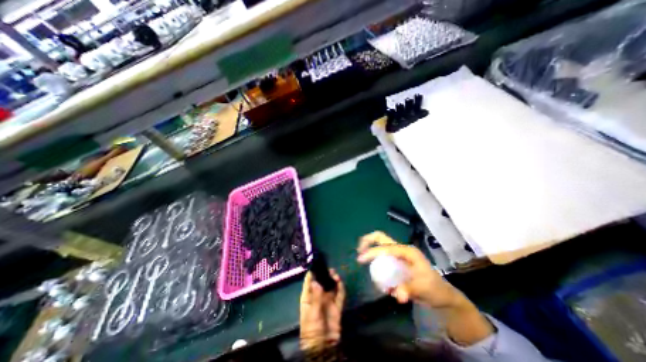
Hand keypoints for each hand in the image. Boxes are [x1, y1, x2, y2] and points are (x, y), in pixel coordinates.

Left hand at [300, 269, 344, 350]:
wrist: (324, 348)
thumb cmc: (312, 330)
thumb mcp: (313, 314)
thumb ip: (316, 297)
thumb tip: (316, 281)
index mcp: (308, 298)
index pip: (309, 282)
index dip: (313, 273)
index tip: (317, 263)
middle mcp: (318, 297)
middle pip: (322, 282)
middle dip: (325, 275)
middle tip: (330, 270)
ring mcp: (328, 301)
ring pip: (331, 287)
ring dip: (333, 280)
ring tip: (335, 275)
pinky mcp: (336, 306)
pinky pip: (339, 295)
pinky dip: (340, 288)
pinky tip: (340, 283)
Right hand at [355, 232, 455, 307]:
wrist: (443, 296)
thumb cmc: (435, 289)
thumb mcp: (423, 289)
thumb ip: (409, 290)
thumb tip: (397, 295)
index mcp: (407, 251)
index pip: (385, 247)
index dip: (372, 251)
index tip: (360, 259)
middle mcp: (401, 250)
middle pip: (381, 238)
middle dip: (368, 240)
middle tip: (359, 251)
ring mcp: (399, 255)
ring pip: (380, 246)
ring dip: (371, 252)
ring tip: (367, 263)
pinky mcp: (397, 262)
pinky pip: (382, 257)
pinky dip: (376, 261)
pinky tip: (379, 277)